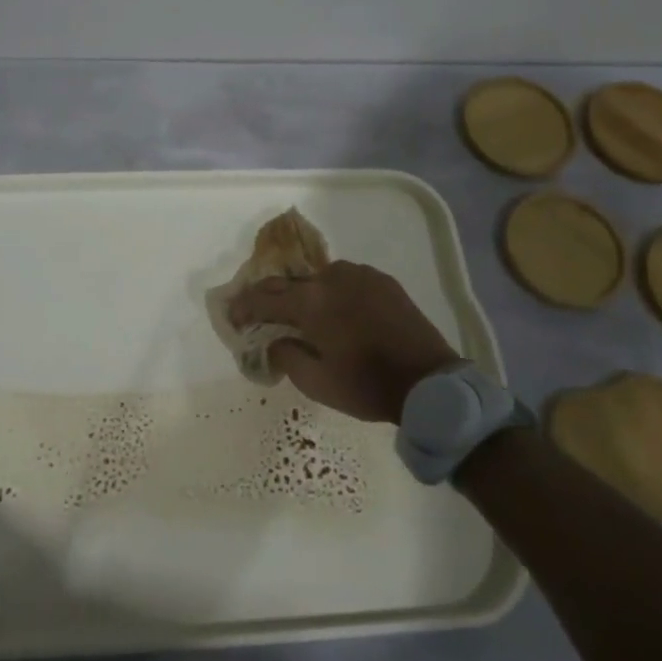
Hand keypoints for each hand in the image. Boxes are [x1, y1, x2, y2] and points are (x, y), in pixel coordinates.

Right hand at [229, 261, 460, 423]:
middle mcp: (331, 278)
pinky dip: (333, 293)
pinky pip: (346, 280)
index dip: (243, 307)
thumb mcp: (316, 383)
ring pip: (319, 279)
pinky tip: (337, 311)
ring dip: (304, 294)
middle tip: (257, 312)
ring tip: (302, 313)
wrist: (429, 380)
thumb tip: (274, 340)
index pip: (264, 297)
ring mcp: (359, 275)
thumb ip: (286, 356)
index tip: (232, 316)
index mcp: (311, 302)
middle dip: (269, 297)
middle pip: (289, 283)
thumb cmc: (367, 385)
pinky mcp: (382, 280)